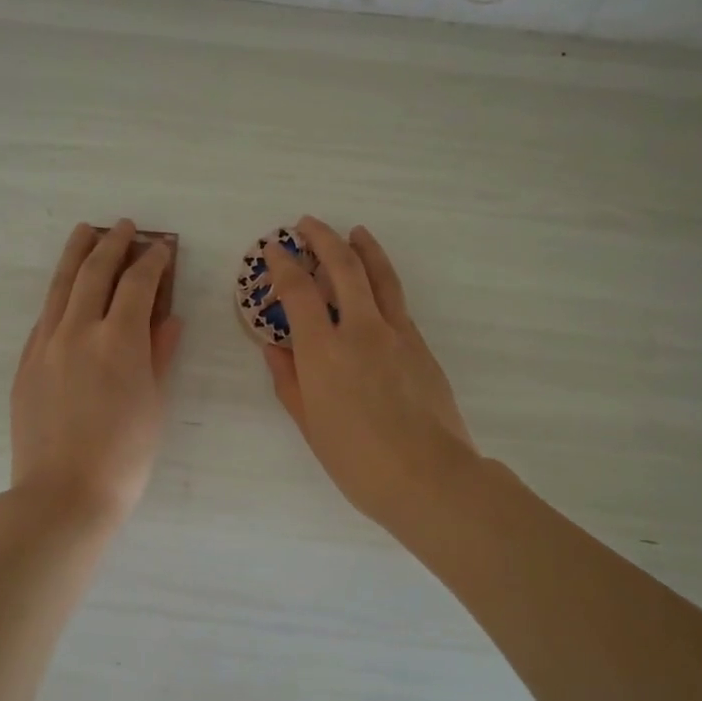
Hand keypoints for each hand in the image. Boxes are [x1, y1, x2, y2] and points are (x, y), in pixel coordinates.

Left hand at [10, 221, 182, 526]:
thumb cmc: (124, 456)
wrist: (63, 494)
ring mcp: (46, 345)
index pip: (138, 284)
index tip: (162, 248)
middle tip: (125, 227)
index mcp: (119, 340)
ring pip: (61, 286)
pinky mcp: (26, 363)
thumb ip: (160, 355)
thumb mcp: (154, 404)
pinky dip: (59, 295)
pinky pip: (44, 316)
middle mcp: (79, 331)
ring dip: (76, 254)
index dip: (153, 261)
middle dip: (113, 244)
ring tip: (85, 232)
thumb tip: (168, 319)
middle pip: (95, 272)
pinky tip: (65, 292)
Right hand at [259, 217, 479, 532]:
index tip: (273, 248)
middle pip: (342, 266)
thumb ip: (289, 381)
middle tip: (307, 223)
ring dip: (363, 247)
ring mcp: (396, 333)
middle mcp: (360, 329)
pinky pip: (397, 302)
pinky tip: (377, 285)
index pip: (298, 291)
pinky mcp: (420, 345)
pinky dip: (383, 281)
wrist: (428, 476)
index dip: (283, 264)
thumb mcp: (310, 425)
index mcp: (323, 351)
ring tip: (354, 232)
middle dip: (322, 238)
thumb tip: (274, 348)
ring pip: (379, 275)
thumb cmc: (357, 460)